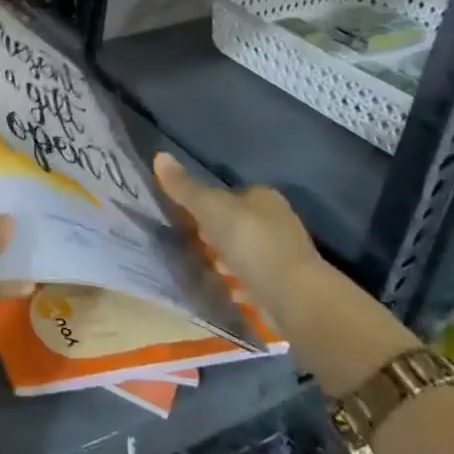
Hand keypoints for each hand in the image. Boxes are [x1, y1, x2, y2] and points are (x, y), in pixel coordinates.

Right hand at [152, 153, 323, 319]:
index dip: (207, 205)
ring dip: (226, 260)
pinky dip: (240, 283)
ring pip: (246, 251)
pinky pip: (255, 278)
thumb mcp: (210, 208)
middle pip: (238, 223)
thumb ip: (184, 187)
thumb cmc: (251, 242)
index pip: (230, 194)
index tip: (188, 219)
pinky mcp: (288, 285)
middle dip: (216, 234)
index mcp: (264, 198)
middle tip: (193, 244)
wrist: (295, 297)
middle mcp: (279, 221)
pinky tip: (225, 290)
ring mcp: (286, 255)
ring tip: (205, 269)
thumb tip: (159, 156)